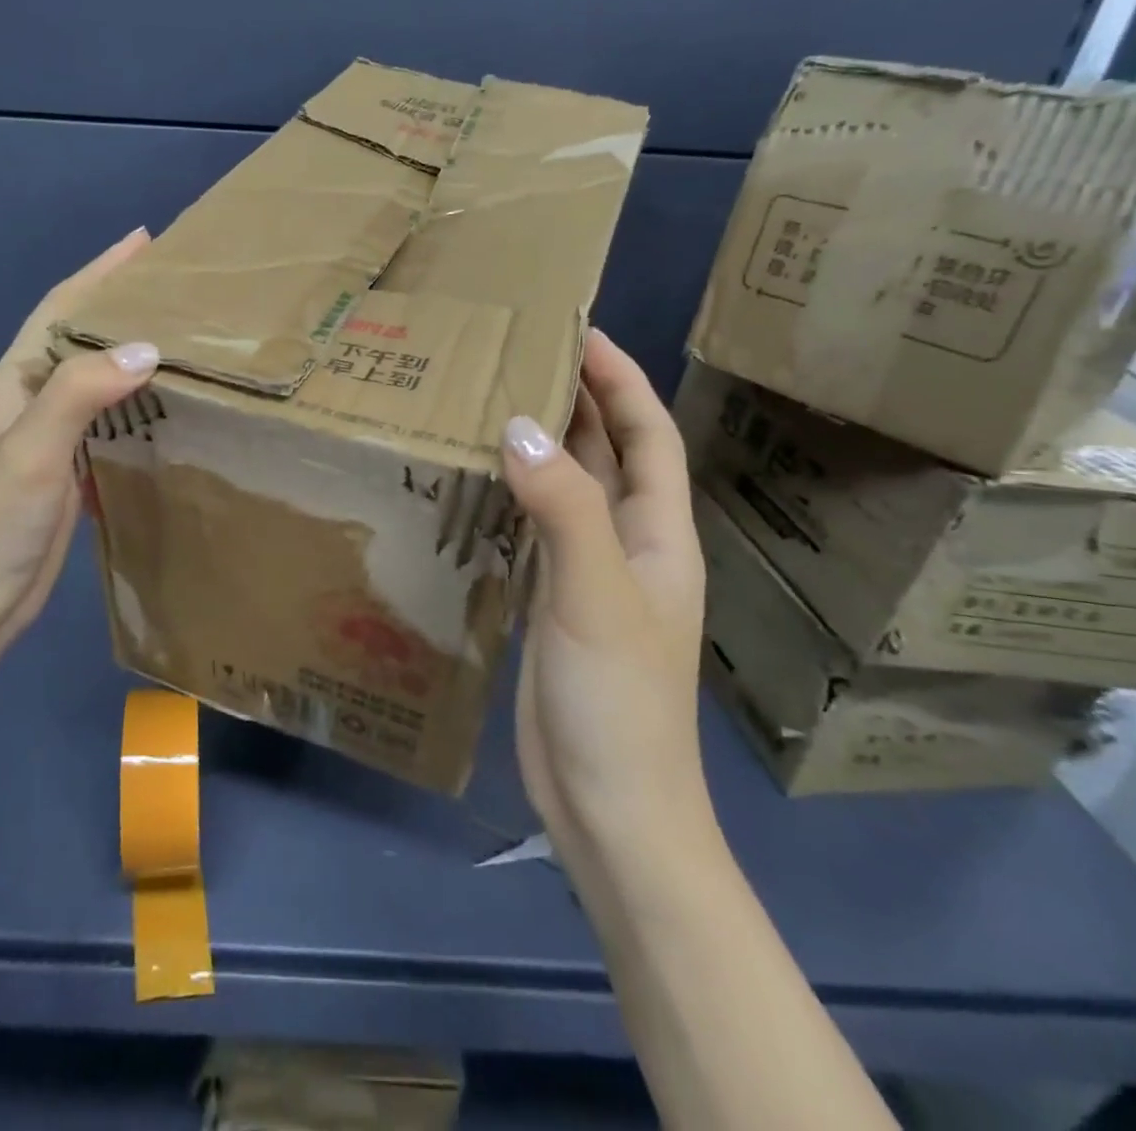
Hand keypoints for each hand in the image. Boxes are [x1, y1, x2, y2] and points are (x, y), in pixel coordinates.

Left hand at [0, 228, 156, 656]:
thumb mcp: (33, 449)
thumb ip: (80, 393)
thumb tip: (146, 347)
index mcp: (17, 380)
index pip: (61, 308)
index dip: (100, 272)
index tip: (144, 242)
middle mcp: (34, 399)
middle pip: (82, 337)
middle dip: (123, 305)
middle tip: (178, 288)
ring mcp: (52, 436)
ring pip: (100, 379)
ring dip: (134, 353)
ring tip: (185, 336)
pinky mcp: (71, 468)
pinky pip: (111, 419)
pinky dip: (139, 402)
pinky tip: (170, 404)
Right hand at [500, 330, 706, 842]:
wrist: (609, 804)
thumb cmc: (618, 700)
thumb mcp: (594, 595)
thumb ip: (563, 508)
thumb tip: (519, 426)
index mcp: (657, 534)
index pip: (647, 435)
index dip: (621, 381)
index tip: (580, 331)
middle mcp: (629, 544)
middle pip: (609, 454)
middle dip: (578, 400)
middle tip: (522, 354)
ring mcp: (590, 575)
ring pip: (569, 490)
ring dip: (544, 445)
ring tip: (493, 401)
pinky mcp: (553, 602)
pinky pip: (536, 528)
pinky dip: (514, 494)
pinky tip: (478, 480)